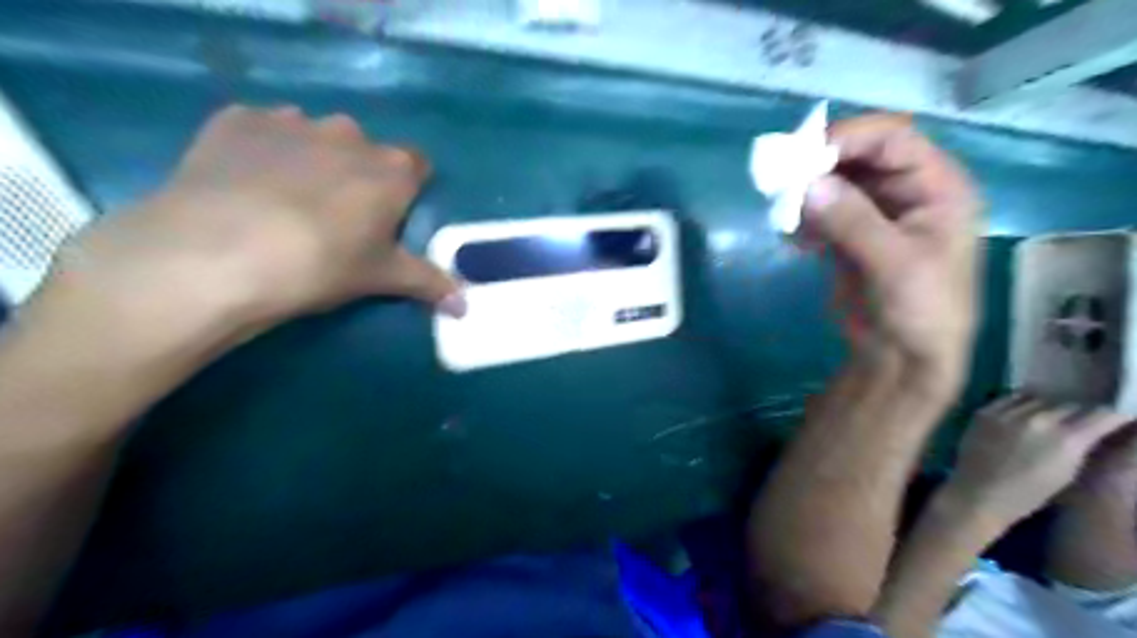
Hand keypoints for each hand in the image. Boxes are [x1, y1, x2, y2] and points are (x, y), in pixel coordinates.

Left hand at [43, 102, 461, 327]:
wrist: (218, 253)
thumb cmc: (321, 265)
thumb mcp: (382, 278)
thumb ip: (429, 284)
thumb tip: (466, 306)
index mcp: (391, 170)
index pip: (418, 166)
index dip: (407, 190)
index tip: (391, 216)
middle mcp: (349, 134)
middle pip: (365, 150)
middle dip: (358, 175)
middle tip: (336, 216)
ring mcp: (291, 121)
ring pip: (314, 137)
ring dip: (311, 159)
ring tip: (283, 201)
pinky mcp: (236, 120)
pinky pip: (262, 130)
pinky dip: (261, 151)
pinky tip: (243, 185)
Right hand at [802, 114, 980, 383]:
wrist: (904, 358)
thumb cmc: (921, 311)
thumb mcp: (895, 265)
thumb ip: (853, 221)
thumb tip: (807, 184)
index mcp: (938, 187)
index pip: (894, 139)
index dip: (849, 138)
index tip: (804, 155)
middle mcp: (907, 191)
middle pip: (860, 157)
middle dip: (820, 164)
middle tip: (782, 181)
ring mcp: (876, 213)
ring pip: (836, 183)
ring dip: (807, 192)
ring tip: (784, 212)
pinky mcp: (850, 235)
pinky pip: (822, 211)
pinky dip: (804, 218)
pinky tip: (794, 239)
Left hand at [949, 396, 1131, 525]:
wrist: (978, 493)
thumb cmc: (1029, 493)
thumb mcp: (1068, 472)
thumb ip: (1082, 446)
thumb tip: (1095, 430)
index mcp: (1067, 439)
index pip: (1102, 414)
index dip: (1112, 417)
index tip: (1115, 419)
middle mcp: (1039, 420)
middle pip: (1071, 404)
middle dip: (1080, 413)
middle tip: (1079, 422)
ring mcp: (1008, 413)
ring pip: (1041, 399)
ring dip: (1049, 407)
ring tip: (1049, 418)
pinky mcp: (984, 411)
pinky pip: (1011, 398)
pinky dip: (1022, 403)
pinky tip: (1025, 412)